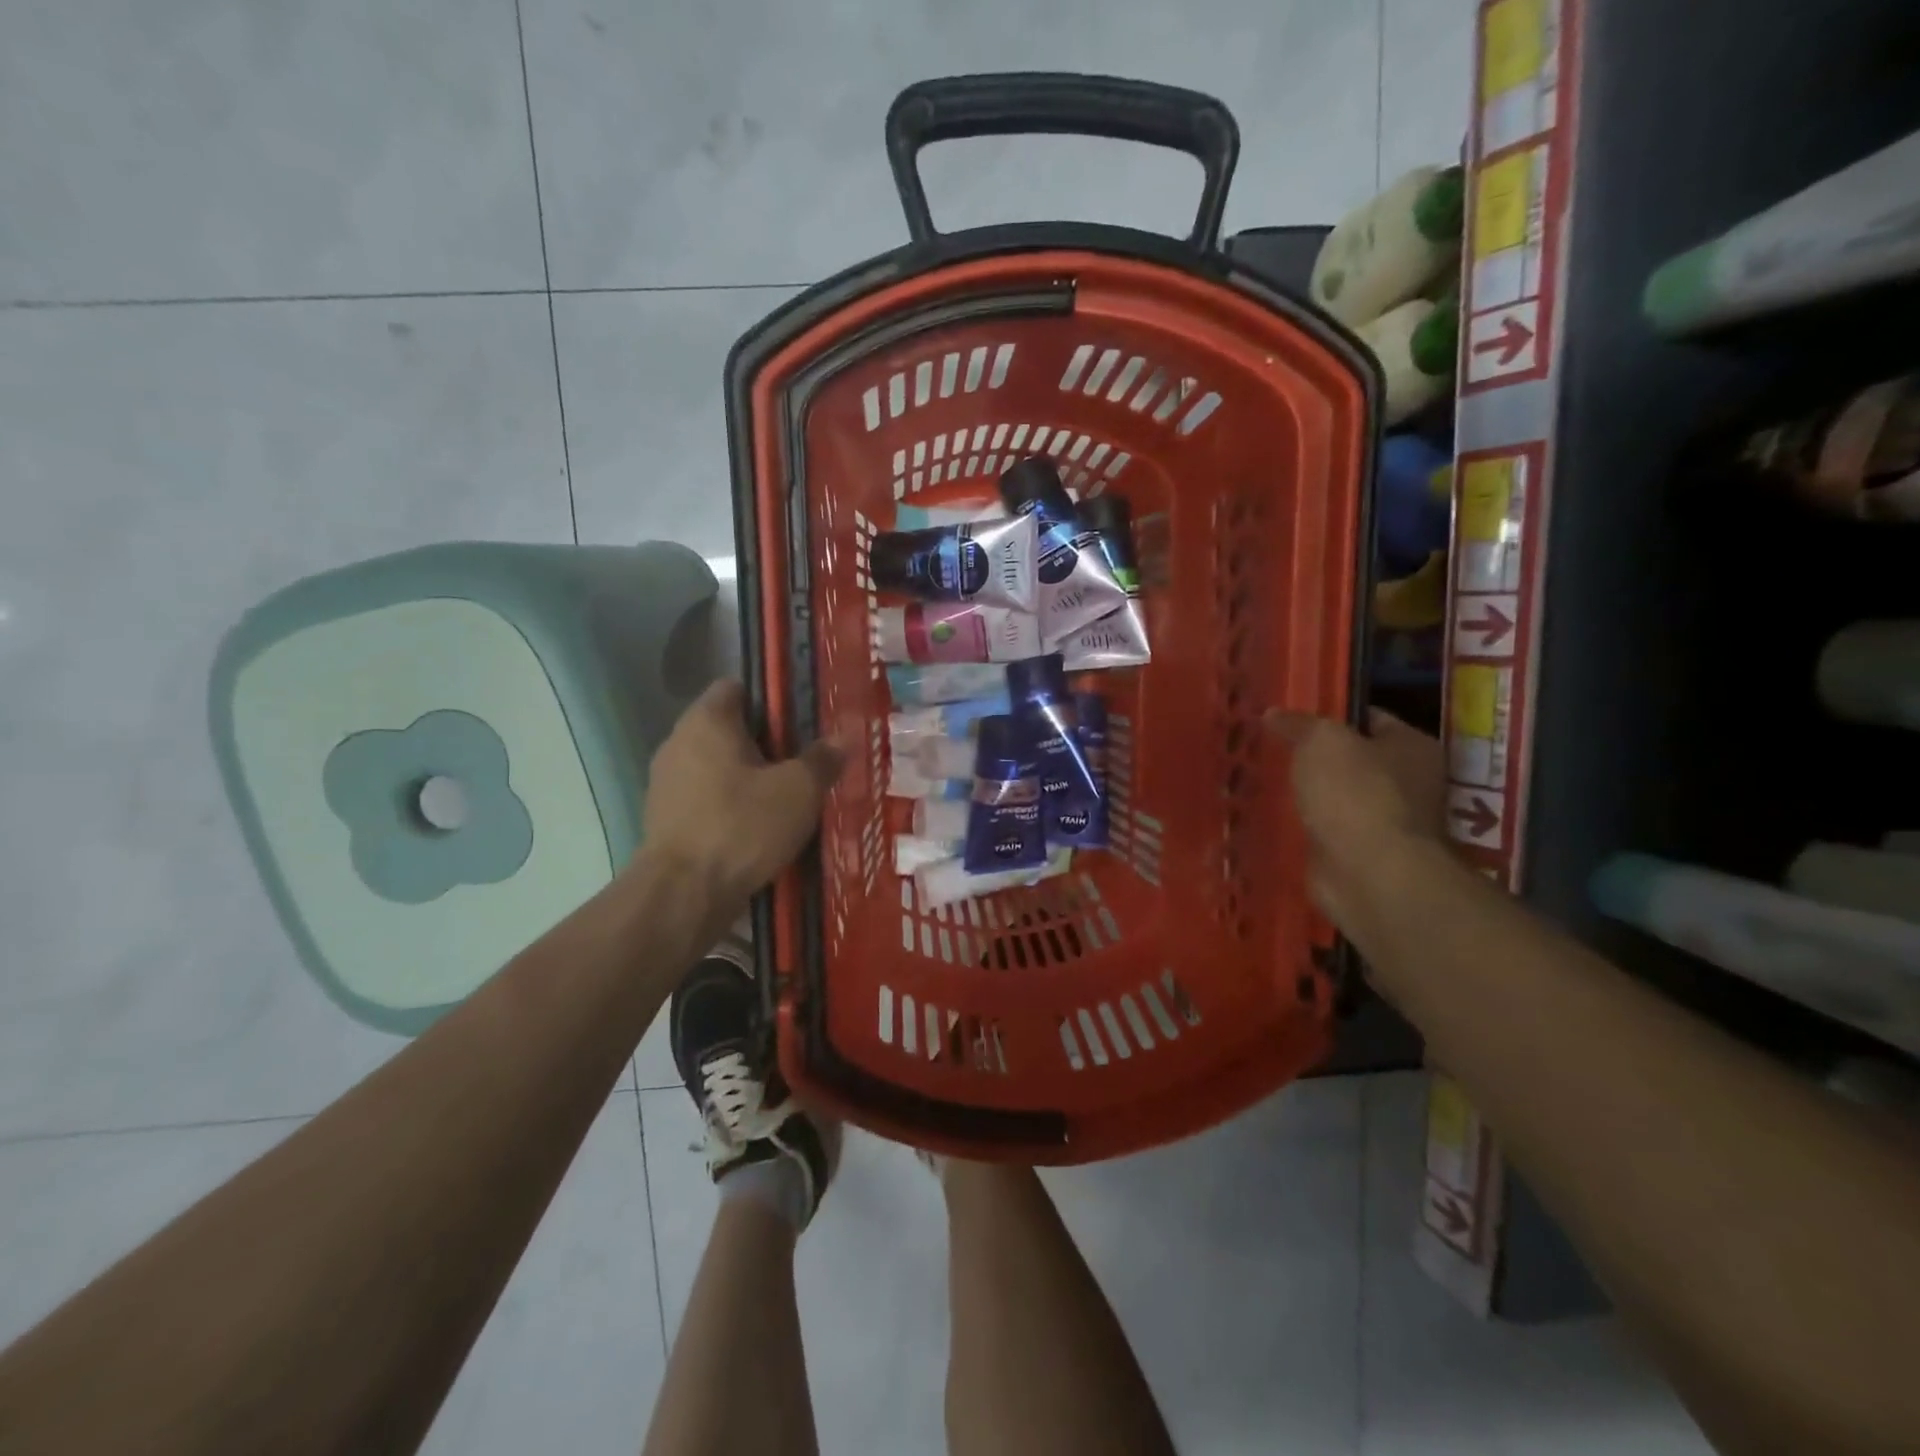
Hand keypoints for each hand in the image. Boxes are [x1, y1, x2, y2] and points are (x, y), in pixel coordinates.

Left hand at [639, 680, 844, 912]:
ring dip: (749, 778)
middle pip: (729, 729)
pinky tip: (759, 828)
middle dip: (767, 743)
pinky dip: (731, 806)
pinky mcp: (666, 819)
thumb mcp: (798, 790)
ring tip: (787, 799)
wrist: (684, 895)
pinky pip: (707, 798)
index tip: (802, 723)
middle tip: (805, 762)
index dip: (771, 700)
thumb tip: (844, 737)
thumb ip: (822, 759)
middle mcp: (678, 742)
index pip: (737, 687)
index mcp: (707, 721)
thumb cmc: (743, 826)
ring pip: (718, 766)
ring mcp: (667, 782)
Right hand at [1265, 709, 1443, 930]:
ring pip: (1338, 797)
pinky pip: (1328, 830)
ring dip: (1309, 794)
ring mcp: (1386, 822)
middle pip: (1354, 760)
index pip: (1371, 718)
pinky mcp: (1362, 854)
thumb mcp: (1321, 741)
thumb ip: (1298, 724)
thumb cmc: (1355, 793)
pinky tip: (1274, 817)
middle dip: (1315, 758)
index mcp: (1413, 746)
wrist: (1369, 872)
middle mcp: (1409, 783)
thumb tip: (1273, 714)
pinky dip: (1306, 825)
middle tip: (1273, 749)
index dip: (1331, 715)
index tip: (1292, 719)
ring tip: (1266, 781)